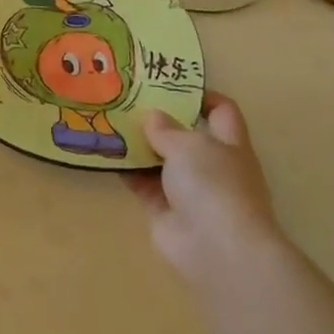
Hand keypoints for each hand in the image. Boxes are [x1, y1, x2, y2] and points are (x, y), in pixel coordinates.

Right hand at [125, 92, 282, 290]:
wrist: (217, 249)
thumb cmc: (213, 185)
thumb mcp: (189, 145)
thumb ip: (167, 129)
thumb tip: (153, 117)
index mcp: (229, 144)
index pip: (221, 111)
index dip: (200, 95)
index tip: (169, 84)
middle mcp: (211, 166)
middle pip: (185, 135)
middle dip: (159, 119)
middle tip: (127, 99)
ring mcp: (188, 191)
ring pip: (160, 160)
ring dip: (137, 145)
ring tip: (108, 120)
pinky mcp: (165, 212)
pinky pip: (142, 184)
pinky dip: (125, 171)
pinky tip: (104, 154)